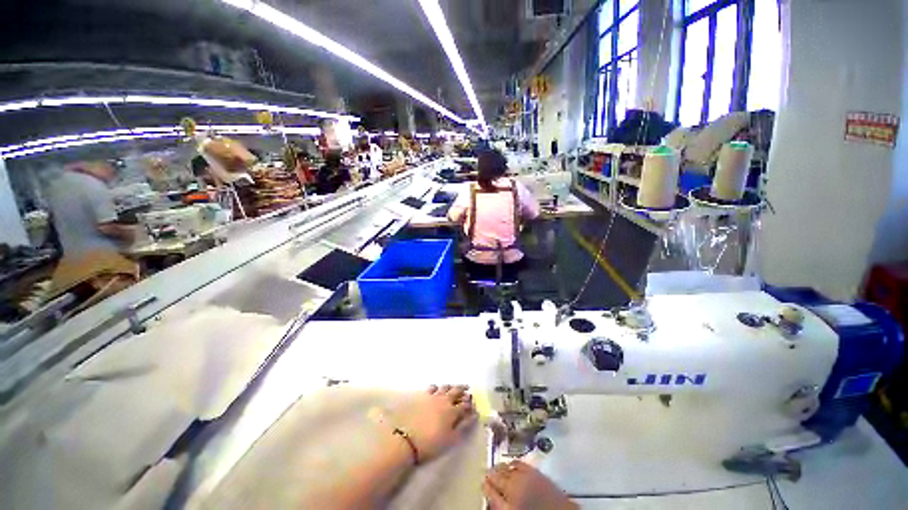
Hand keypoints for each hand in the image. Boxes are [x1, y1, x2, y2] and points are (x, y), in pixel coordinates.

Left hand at [392, 385, 476, 461]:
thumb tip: (474, 416)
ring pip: (445, 387)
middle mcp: (444, 400)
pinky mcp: (423, 396)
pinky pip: (432, 388)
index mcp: (452, 411)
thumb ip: (464, 426)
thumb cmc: (432, 443)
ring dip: (451, 386)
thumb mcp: (451, 439)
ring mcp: (433, 396)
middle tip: (467, 389)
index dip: (470, 405)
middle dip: (463, 390)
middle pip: (456, 391)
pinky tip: (437, 389)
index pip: (465, 405)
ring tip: (454, 387)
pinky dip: (437, 387)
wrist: (407, 439)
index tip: (473, 405)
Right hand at [483, 461, 576, 509]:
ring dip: (500, 467)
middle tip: (487, 474)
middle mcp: (515, 485)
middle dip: (491, 474)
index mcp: (508, 498)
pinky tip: (511, 464)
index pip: (490, 490)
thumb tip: (491, 495)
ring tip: (497, 468)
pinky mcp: (535, 471)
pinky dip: (513, 463)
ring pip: (507, 467)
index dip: (485, 486)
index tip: (482, 482)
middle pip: (498, 476)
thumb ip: (501, 504)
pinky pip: (519, 463)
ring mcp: (525, 476)